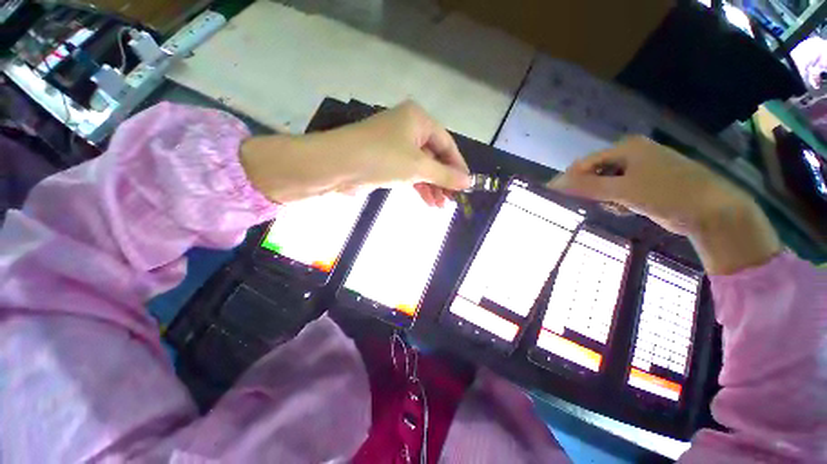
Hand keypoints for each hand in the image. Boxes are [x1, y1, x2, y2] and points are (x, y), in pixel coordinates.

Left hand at [240, 101, 470, 206]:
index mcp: (418, 120)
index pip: (447, 144)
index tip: (466, 185)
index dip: (458, 166)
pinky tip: (427, 201)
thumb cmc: (382, 158)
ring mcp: (395, 146)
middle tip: (452, 201)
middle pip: (434, 157)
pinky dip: (418, 187)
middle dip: (443, 180)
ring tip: (440, 206)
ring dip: (432, 187)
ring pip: (421, 168)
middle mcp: (408, 129)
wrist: (336, 166)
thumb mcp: (418, 167)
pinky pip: (408, 173)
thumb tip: (469, 182)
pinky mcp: (386, 161)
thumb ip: (445, 175)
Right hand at [548, 136, 780, 274]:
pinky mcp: (648, 183)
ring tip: (619, 207)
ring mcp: (642, 168)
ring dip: (607, 198)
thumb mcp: (622, 190)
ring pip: (607, 184)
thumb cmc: (667, 193)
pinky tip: (628, 208)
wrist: (711, 210)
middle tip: (600, 203)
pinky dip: (619, 201)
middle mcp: (633, 154)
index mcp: (627, 147)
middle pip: (596, 173)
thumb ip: (586, 186)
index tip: (561, 197)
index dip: (571, 179)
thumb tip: (553, 183)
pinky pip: (621, 191)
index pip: (586, 163)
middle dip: (594, 190)